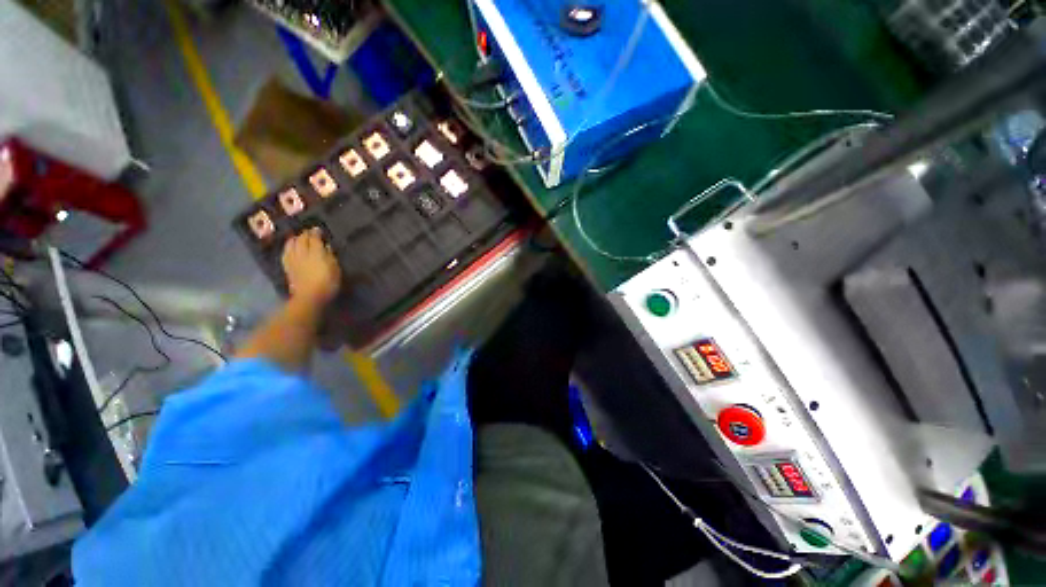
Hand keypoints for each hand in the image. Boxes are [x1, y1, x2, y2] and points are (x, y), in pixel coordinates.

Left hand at [282, 228, 340, 305]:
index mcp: (316, 253)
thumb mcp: (335, 269)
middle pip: (301, 240)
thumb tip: (326, 247)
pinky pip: (286, 253)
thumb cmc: (328, 283)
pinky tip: (289, 247)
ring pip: (291, 244)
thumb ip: (330, 256)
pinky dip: (288, 247)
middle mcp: (302, 253)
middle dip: (305, 234)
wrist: (309, 297)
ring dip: (295, 239)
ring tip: (297, 237)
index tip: (318, 229)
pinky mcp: (287, 267)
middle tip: (309, 232)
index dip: (316, 233)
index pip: (314, 239)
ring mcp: (293, 259)